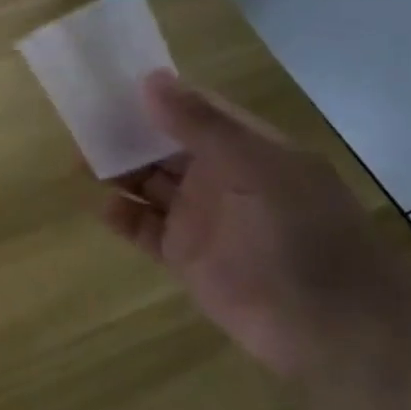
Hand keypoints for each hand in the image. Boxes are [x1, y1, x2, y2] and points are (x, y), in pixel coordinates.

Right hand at [104, 71, 410, 378]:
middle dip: (127, 134)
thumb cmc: (300, 235)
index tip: (110, 82)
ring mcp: (202, 219)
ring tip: (80, 161)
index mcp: (247, 149)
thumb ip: (201, 126)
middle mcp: (221, 178)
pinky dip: (123, 217)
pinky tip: (102, 207)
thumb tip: (150, 79)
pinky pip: (145, 229)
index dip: (156, 96)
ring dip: (118, 172)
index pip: (195, 111)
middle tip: (81, 122)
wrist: (330, 329)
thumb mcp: (255, 168)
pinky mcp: (185, 257)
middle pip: (164, 146)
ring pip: (149, 185)